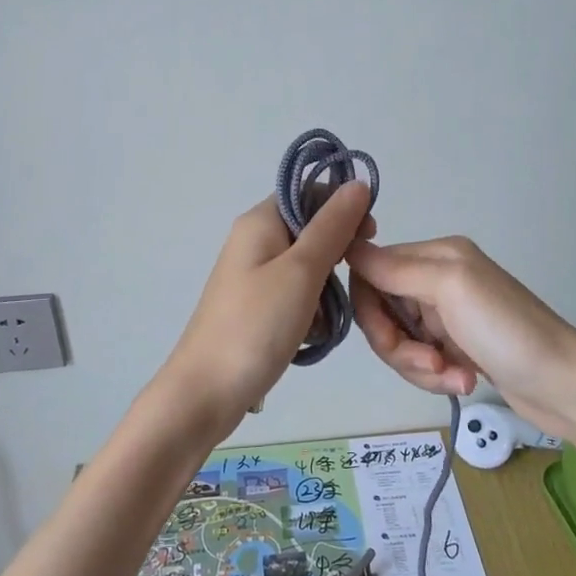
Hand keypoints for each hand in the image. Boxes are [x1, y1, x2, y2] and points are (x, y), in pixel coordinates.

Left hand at [154, 184, 374, 435]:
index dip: (343, 207)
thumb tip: (358, 183)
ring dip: (325, 288)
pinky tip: (311, 333)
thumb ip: (332, 226)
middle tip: (349, 283)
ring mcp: (252, 276)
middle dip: (337, 254)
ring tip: (325, 317)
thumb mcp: (301, 271)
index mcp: (260, 221)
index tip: (369, 236)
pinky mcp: (255, 307)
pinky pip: (295, 295)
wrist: (206, 392)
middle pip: (310, 229)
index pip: (309, 191)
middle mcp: (254, 241)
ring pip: (307, 266)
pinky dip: (310, 310)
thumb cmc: (256, 325)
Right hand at [347, 235, 575, 433]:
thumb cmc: (507, 330)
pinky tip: (464, 381)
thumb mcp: (450, 288)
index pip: (371, 272)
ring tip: (453, 376)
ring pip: (399, 340)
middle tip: (428, 363)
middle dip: (396, 345)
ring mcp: (447, 315)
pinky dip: (436, 375)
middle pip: (382, 311)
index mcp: (435, 255)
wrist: (564, 385)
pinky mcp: (456, 347)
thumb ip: (395, 268)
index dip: (369, 308)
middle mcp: (437, 279)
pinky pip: (421, 359)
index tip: (388, 337)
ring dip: (418, 366)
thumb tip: (347, 245)